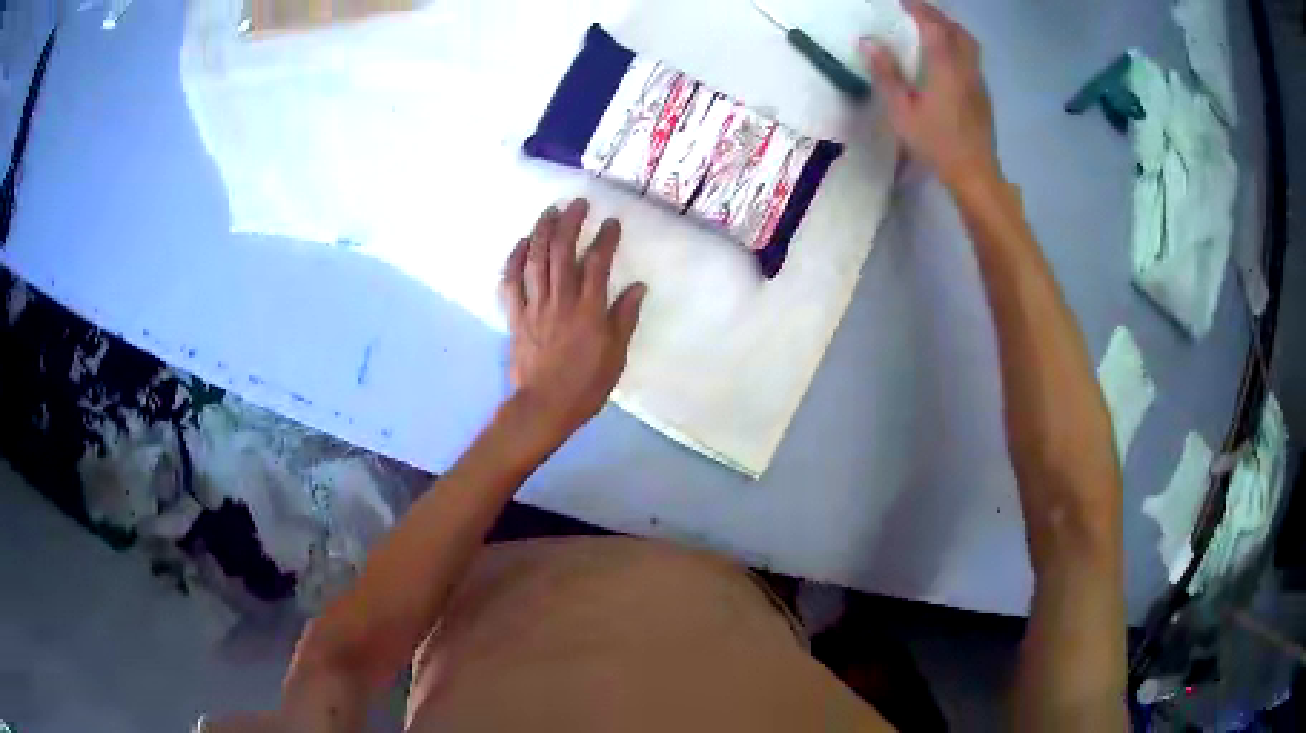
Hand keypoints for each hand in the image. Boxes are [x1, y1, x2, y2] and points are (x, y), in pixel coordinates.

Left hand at [500, 198, 646, 440]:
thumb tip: (637, 287)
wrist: (544, 407)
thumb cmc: (585, 386)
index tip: (611, 222)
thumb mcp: (616, 356)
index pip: (598, 264)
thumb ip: (624, 318)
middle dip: (571, 223)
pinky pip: (512, 282)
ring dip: (543, 232)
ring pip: (537, 260)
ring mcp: (535, 306)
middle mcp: (561, 300)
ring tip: (550, 211)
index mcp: (589, 310)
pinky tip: (521, 243)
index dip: (605, 239)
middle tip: (577, 204)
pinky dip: (515, 259)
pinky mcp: (515, 316)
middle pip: (563, 253)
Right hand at [861, 0, 998, 188]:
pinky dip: (959, 45)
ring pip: (969, 43)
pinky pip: (972, 58)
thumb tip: (869, 42)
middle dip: (937, 16)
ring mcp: (978, 82)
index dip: (918, 9)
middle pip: (956, 30)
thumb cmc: (936, 144)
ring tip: (933, 28)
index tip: (903, 1)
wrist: (975, 173)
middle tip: (917, 12)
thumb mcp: (902, 112)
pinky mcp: (983, 95)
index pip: (933, 26)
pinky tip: (947, 56)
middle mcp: (966, 68)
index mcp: (945, 68)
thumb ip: (886, 74)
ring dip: (951, 29)